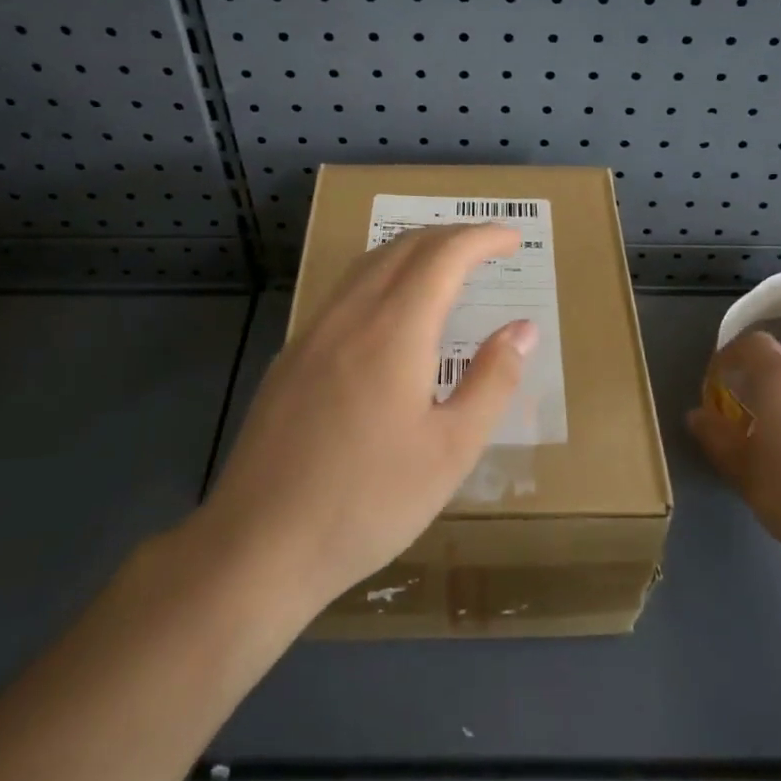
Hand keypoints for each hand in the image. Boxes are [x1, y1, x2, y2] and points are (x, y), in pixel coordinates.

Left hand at [204, 223, 536, 612]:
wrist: (258, 545)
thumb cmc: (368, 502)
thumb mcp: (450, 451)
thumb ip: (492, 381)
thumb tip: (523, 328)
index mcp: (394, 330)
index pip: (444, 255)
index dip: (482, 238)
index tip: (513, 239)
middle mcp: (350, 315)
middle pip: (404, 247)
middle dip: (451, 236)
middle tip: (488, 249)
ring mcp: (312, 333)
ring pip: (368, 264)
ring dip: (413, 251)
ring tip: (446, 268)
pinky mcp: (291, 357)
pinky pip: (345, 292)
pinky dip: (382, 277)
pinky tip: (391, 312)